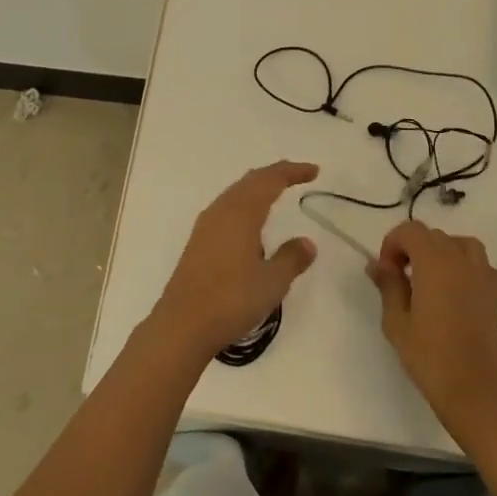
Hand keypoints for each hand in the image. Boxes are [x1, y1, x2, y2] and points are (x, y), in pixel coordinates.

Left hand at [152, 161, 319, 357]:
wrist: (182, 324)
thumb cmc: (231, 300)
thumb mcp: (272, 282)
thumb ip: (291, 259)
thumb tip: (307, 242)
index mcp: (241, 213)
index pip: (269, 181)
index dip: (292, 172)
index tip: (314, 171)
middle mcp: (221, 212)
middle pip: (250, 181)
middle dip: (274, 174)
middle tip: (297, 175)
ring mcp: (205, 226)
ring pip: (235, 194)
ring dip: (257, 188)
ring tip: (276, 192)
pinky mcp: (198, 242)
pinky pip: (226, 209)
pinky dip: (244, 203)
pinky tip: (249, 222)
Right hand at [367, 221, 496, 434]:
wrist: (474, 389)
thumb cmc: (429, 355)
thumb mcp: (396, 320)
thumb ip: (388, 285)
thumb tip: (377, 264)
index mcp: (434, 262)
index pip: (410, 231)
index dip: (392, 244)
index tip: (385, 272)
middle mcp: (460, 261)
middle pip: (433, 236)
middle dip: (412, 249)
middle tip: (400, 279)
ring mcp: (482, 276)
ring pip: (460, 244)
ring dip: (441, 252)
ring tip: (429, 277)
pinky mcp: (495, 294)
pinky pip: (482, 266)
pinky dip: (468, 267)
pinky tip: (459, 287)